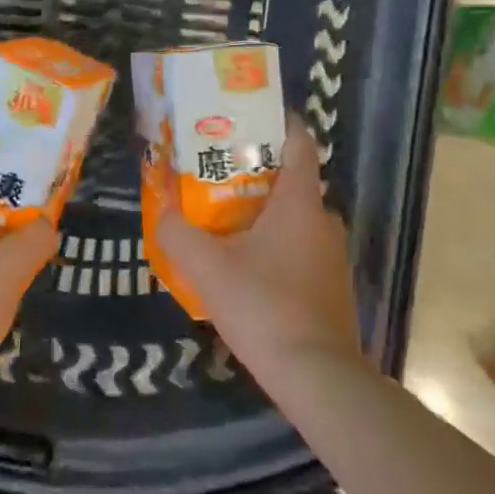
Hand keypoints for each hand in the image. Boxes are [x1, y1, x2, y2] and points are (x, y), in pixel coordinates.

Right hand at [153, 115, 364, 385]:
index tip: (249, 117)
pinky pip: (302, 248)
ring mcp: (333, 255)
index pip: (300, 142)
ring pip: (296, 218)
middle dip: (257, 171)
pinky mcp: (333, 285)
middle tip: (217, 172)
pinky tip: (247, 266)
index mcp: (300, 202)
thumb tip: (161, 208)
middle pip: (293, 180)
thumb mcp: (208, 267)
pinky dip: (277, 244)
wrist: (317, 376)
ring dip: (265, 212)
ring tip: (225, 218)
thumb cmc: (264, 306)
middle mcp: (324, 220)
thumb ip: (177, 232)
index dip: (280, 122)